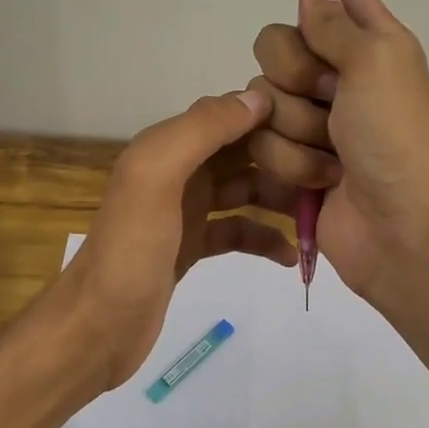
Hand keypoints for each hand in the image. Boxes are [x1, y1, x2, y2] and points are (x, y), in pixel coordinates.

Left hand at [61, 90, 298, 390]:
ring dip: (280, 197)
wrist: (96, 328)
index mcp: (166, 146)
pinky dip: (263, 238)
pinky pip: (237, 231)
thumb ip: (202, 131)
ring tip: (321, 212)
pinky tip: (290, 256)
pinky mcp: (191, 247)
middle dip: (284, 156)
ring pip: (245, 190)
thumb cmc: (130, 250)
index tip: (320, 127)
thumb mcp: (157, 177)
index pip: (228, 113)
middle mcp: (177, 170)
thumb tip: (258, 98)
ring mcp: (185, 210)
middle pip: (242, 151)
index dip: (271, 115)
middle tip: (332, 174)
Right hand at [246, 0, 428, 305]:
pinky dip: (290, 162)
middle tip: (330, 98)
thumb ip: (334, 21)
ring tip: (332, 155)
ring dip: (296, 128)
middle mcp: (338, 71)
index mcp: (371, 39)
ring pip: (262, 95)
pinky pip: (260, 139)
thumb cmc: (395, 139)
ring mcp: (311, 116)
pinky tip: (320, 180)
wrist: (397, 230)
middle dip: (296, 73)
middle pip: (278, 41)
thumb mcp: (375, 64)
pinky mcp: (290, 156)